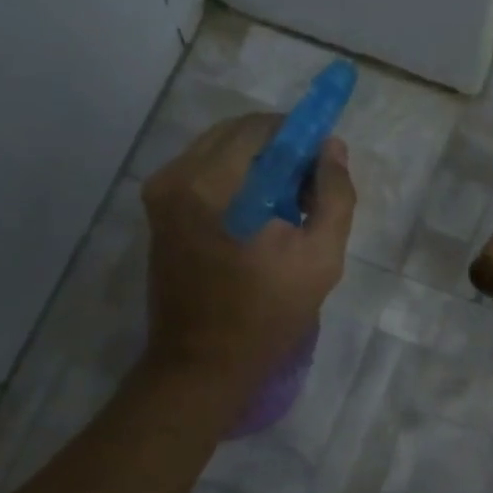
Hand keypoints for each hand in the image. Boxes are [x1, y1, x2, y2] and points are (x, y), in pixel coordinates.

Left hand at [140, 114, 354, 371]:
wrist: (204, 364)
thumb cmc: (267, 314)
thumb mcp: (321, 257)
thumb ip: (334, 195)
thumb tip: (332, 148)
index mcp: (211, 184)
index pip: (262, 128)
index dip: (301, 136)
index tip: (325, 163)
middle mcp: (176, 176)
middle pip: (238, 134)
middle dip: (280, 150)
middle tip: (310, 188)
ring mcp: (160, 194)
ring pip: (220, 152)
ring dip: (259, 167)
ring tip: (287, 208)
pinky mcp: (158, 212)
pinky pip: (205, 174)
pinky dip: (237, 182)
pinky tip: (260, 218)